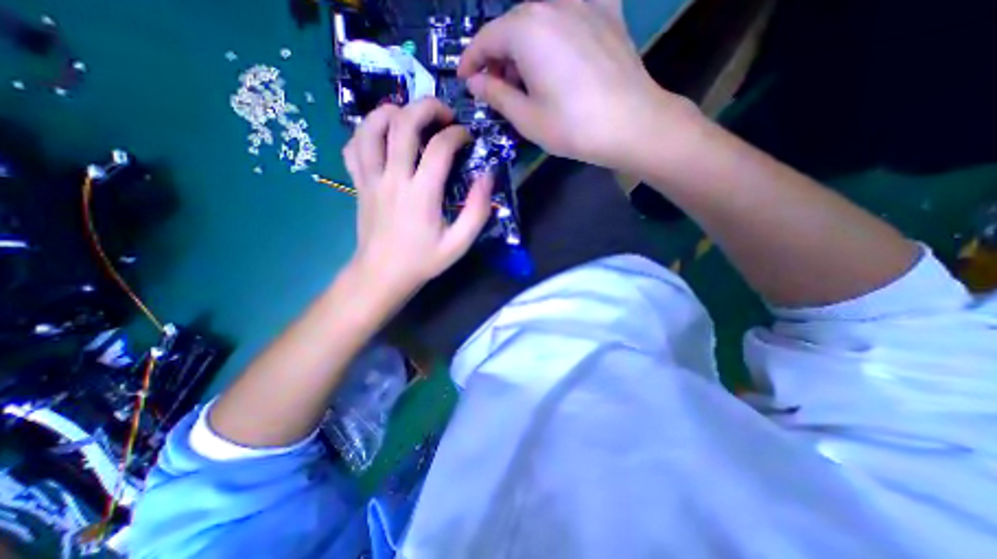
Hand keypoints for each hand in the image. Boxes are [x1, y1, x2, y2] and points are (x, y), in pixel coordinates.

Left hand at [343, 97, 493, 298]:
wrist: (382, 275)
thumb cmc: (422, 260)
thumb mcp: (459, 244)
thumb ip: (477, 211)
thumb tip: (487, 176)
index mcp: (421, 195)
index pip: (439, 148)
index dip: (457, 134)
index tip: (468, 138)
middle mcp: (393, 179)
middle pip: (403, 123)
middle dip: (426, 107)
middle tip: (443, 114)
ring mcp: (370, 179)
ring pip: (370, 127)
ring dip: (391, 112)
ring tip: (409, 116)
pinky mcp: (358, 184)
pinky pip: (353, 147)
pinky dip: (366, 133)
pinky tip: (382, 137)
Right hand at [457, 0, 698, 170]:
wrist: (632, 124)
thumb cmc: (572, 126)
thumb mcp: (526, 118)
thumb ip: (496, 95)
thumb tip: (476, 83)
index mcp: (526, 29)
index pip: (486, 39)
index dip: (471, 61)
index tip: (466, 81)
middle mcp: (553, 3)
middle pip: (513, 26)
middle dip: (499, 57)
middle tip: (498, 88)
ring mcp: (584, 3)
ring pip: (541, 19)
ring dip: (525, 47)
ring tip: (528, 79)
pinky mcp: (608, 13)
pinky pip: (574, 13)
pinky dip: (559, 30)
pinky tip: (561, 48)